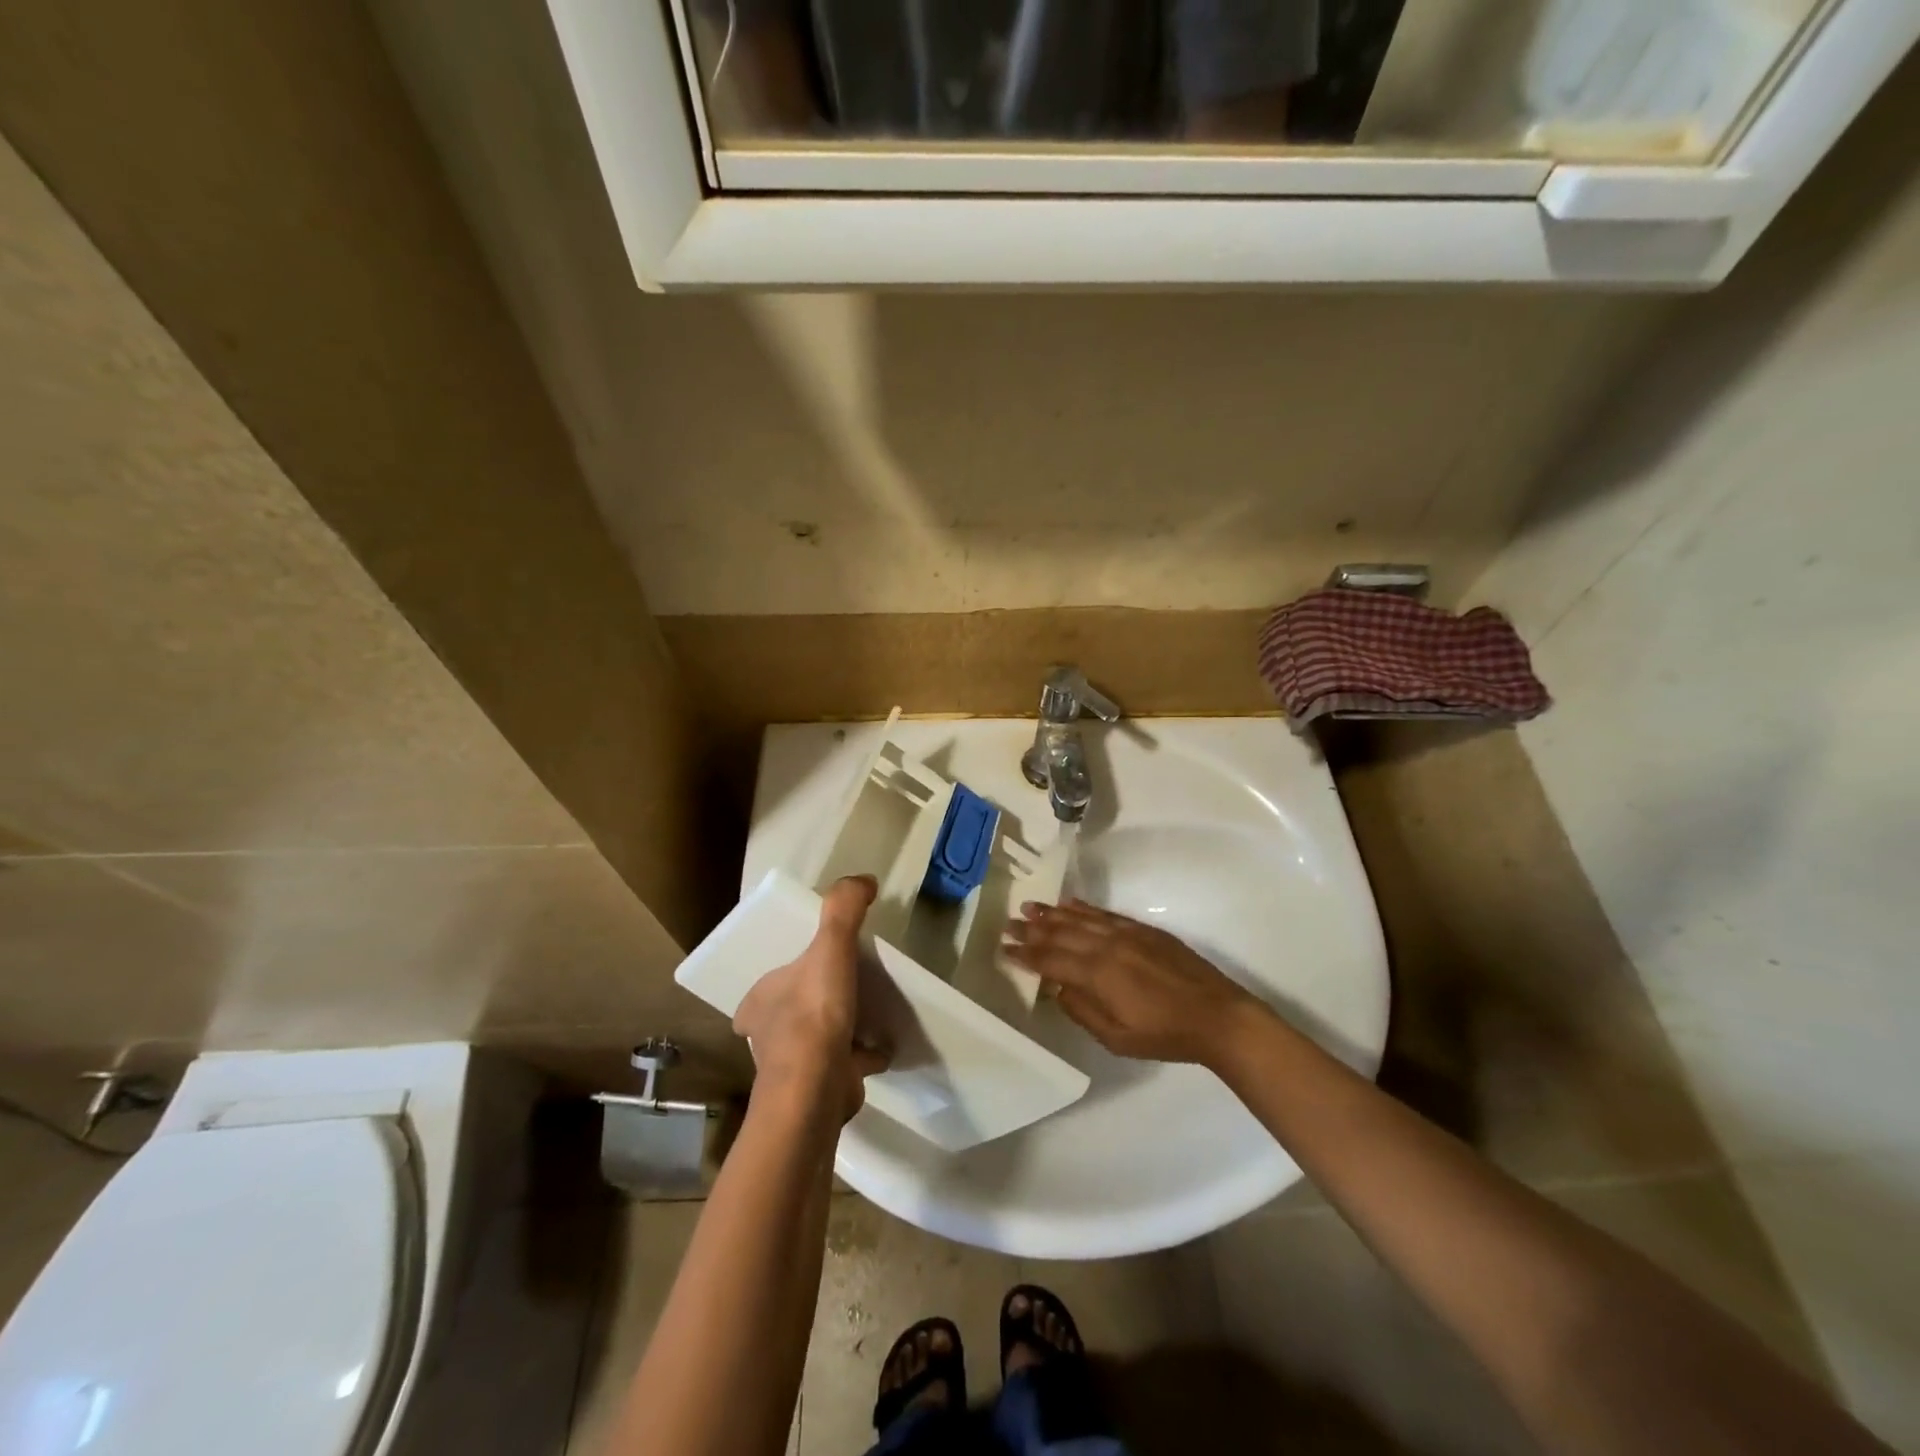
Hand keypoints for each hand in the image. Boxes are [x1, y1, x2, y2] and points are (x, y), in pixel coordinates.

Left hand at [734, 875, 890, 1121]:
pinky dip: (864, 1054)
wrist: (817, 1087)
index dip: (786, 974)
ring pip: (819, 1036)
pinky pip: (846, 1062)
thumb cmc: (814, 1014)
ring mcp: (794, 1065)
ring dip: (841, 1027)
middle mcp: (769, 1034)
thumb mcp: (829, 946)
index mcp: (760, 1001)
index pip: (767, 983)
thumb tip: (864, 880)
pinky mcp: (821, 1086)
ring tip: (870, 1010)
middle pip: (793, 1009)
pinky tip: (884, 1044)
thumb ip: (843, 908)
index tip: (812, 966)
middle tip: (847, 984)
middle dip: (816, 1000)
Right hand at [1002, 899, 1264, 1066]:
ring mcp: (1126, 934)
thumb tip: (1059, 989)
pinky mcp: (1143, 930)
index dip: (1026, 954)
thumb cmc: (1164, 1035)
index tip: (1004, 948)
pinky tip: (1070, 904)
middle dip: (1032, 929)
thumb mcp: (1116, 1038)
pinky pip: (1105, 914)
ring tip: (1030, 906)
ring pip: (1080, 918)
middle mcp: (1106, 946)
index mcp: (1096, 974)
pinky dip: (1083, 908)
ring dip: (1052, 913)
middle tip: (1008, 923)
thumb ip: (1082, 1011)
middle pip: (1060, 933)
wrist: (1217, 1016)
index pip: (1051, 960)